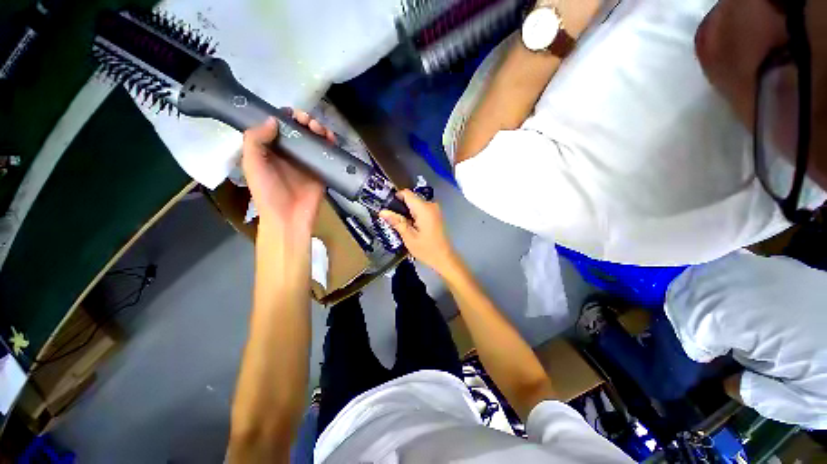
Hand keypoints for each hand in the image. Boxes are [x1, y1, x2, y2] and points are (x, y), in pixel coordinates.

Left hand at [241, 109, 335, 231]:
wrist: (289, 217)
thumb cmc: (267, 192)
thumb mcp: (253, 165)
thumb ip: (256, 140)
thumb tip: (273, 119)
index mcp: (270, 149)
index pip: (278, 126)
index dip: (285, 116)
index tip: (291, 113)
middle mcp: (289, 152)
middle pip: (298, 130)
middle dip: (304, 120)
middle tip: (307, 122)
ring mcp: (307, 161)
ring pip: (314, 139)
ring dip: (318, 129)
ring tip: (319, 129)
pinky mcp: (321, 170)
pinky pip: (326, 153)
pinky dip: (329, 143)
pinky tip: (330, 138)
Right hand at [380, 190, 458, 273]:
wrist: (444, 258)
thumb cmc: (426, 249)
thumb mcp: (408, 237)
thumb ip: (396, 222)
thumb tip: (382, 211)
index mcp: (424, 208)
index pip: (406, 193)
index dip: (395, 197)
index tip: (386, 206)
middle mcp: (431, 205)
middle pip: (411, 199)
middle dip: (400, 207)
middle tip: (390, 219)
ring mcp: (435, 210)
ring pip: (415, 205)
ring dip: (406, 212)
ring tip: (398, 225)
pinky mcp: (436, 215)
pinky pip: (421, 210)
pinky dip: (413, 216)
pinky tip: (409, 227)